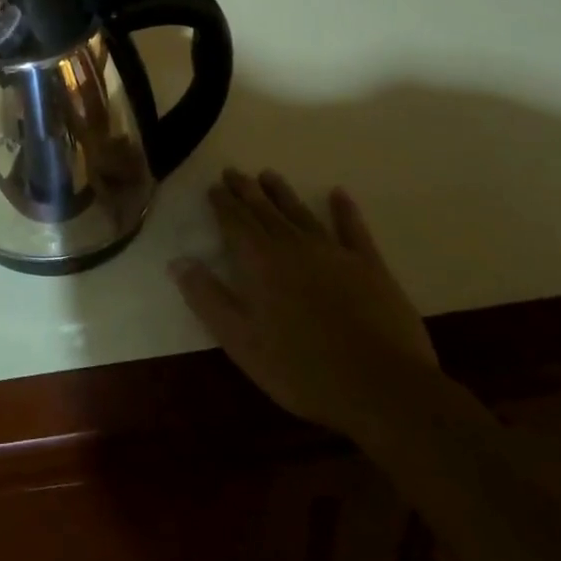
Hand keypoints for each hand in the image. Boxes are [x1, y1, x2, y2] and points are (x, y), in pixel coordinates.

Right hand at [173, 170, 437, 435]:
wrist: (382, 388)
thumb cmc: (302, 369)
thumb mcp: (241, 341)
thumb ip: (207, 298)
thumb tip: (178, 261)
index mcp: (260, 262)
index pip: (235, 222)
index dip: (222, 203)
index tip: (214, 186)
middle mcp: (293, 246)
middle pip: (265, 211)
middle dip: (247, 190)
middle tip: (234, 172)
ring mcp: (334, 253)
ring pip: (301, 213)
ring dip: (283, 193)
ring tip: (269, 175)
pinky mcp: (370, 267)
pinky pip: (352, 230)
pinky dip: (344, 210)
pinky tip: (339, 194)